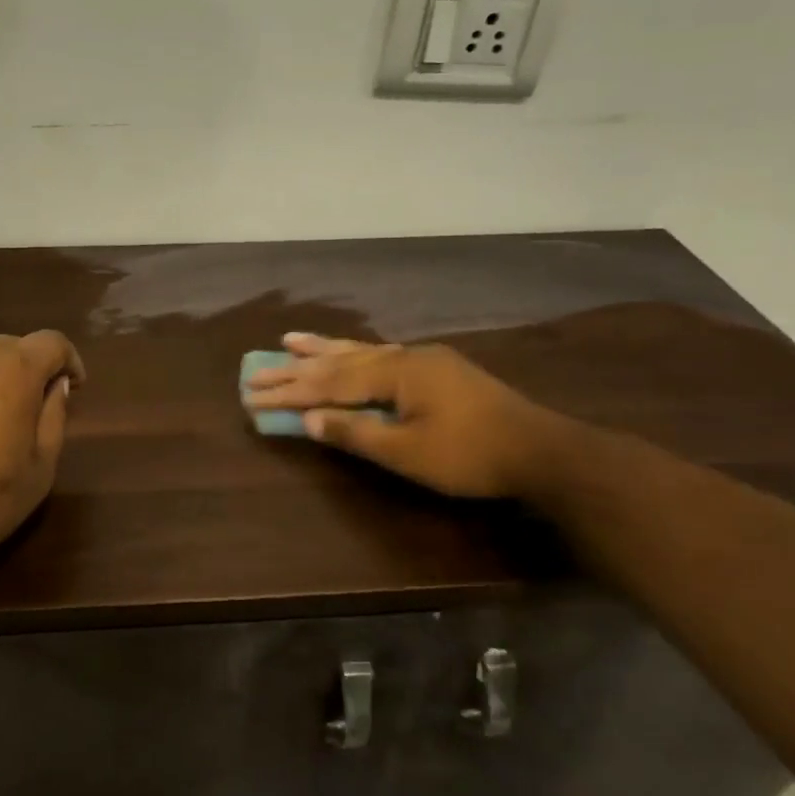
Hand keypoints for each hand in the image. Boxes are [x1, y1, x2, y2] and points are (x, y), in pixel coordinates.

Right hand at [243, 333, 559, 498]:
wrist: (540, 450)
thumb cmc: (470, 456)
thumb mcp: (408, 453)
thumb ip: (356, 434)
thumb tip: (310, 421)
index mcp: (395, 373)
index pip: (330, 382)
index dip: (290, 391)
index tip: (254, 394)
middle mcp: (405, 356)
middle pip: (340, 361)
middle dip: (297, 367)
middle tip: (258, 367)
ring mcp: (423, 360)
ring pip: (362, 351)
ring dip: (324, 349)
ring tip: (290, 339)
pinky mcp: (437, 370)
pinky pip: (383, 355)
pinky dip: (357, 353)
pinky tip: (349, 351)